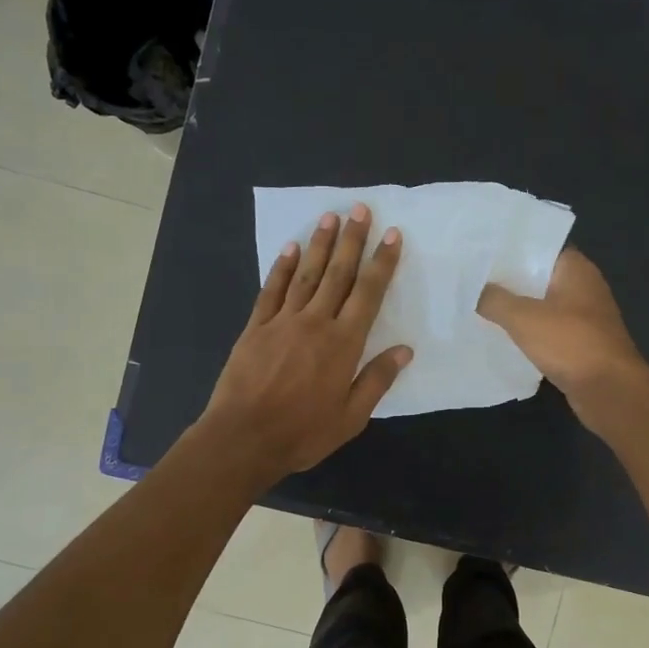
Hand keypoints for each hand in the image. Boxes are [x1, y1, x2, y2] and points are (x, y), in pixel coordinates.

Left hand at [199, 203, 411, 479]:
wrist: (244, 438)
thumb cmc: (303, 432)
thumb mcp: (351, 417)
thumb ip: (377, 380)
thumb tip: (404, 350)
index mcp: (344, 344)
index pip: (369, 294)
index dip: (382, 263)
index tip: (392, 236)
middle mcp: (316, 323)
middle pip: (338, 274)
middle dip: (352, 240)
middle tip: (360, 209)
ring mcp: (283, 321)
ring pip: (306, 274)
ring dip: (319, 244)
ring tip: (330, 217)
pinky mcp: (256, 327)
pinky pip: (272, 290)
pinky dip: (282, 268)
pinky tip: (290, 249)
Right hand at [478, 247, 648, 431]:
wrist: (609, 390)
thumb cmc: (570, 343)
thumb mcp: (524, 318)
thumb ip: (496, 300)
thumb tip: (476, 290)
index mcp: (576, 269)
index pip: (540, 246)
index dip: (511, 248)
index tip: (481, 250)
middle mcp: (583, 287)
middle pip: (539, 276)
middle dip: (509, 279)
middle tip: (471, 277)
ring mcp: (584, 317)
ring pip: (542, 304)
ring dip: (517, 307)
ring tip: (479, 304)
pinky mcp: (580, 343)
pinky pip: (548, 330)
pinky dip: (528, 331)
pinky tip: (502, 335)